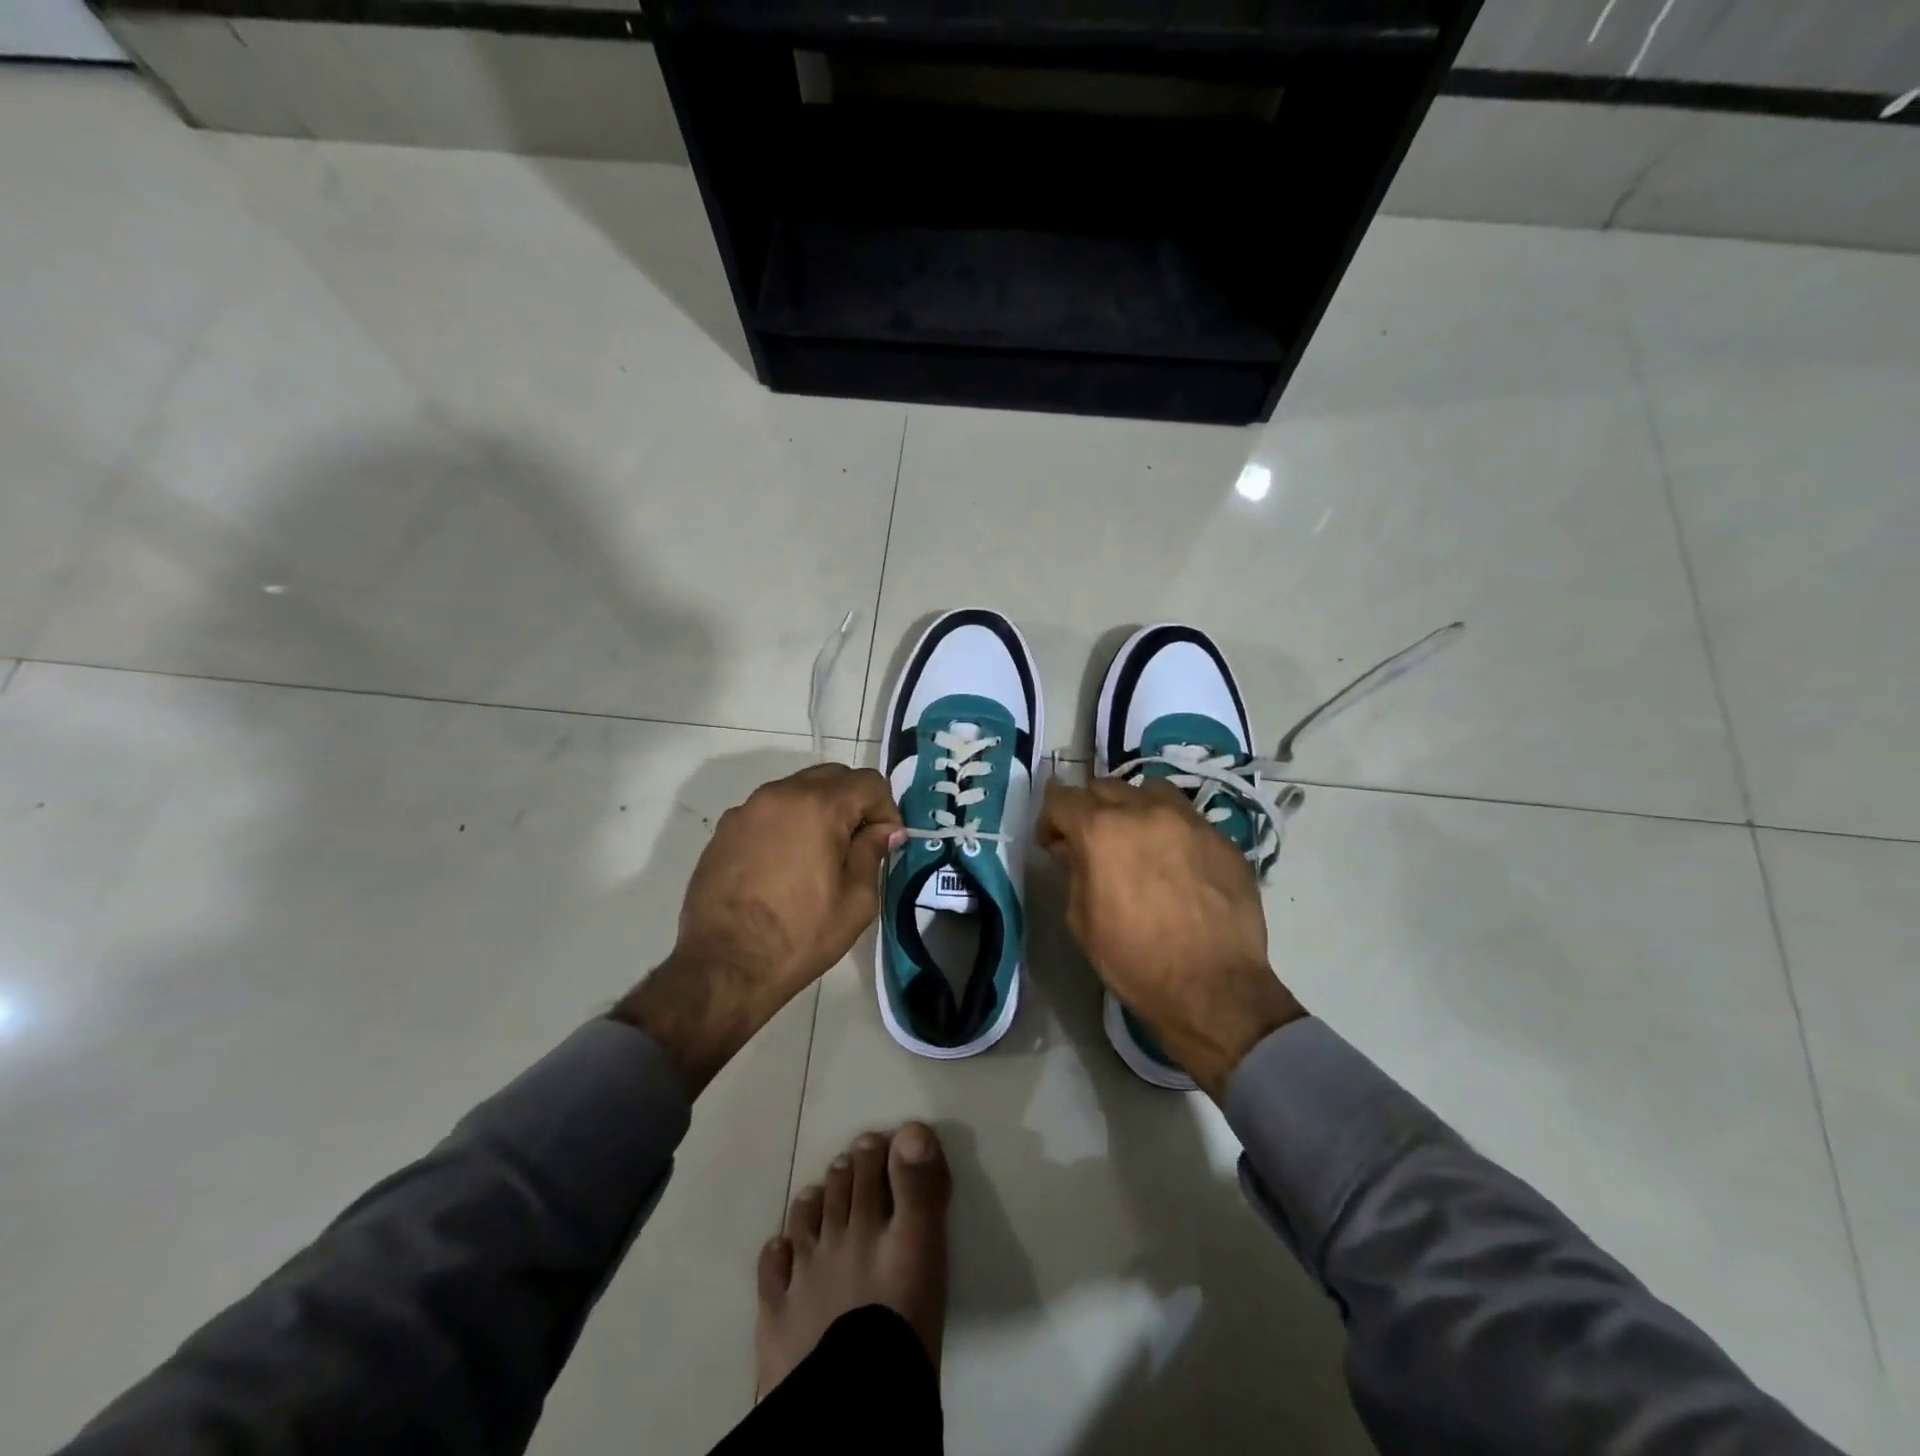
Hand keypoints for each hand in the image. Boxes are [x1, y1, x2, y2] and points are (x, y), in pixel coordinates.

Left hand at [616, 764, 903, 1093]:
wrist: (725, 966)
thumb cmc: (800, 935)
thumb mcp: (856, 900)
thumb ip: (873, 852)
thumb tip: (883, 830)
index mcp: (818, 806)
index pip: (868, 782)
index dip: (886, 809)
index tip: (886, 843)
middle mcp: (780, 794)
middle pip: (832, 777)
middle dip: (853, 803)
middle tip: (858, 845)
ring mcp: (746, 810)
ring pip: (797, 791)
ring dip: (819, 811)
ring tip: (821, 855)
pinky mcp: (724, 830)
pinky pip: (768, 812)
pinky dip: (787, 824)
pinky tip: (786, 865)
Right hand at [1037, 777, 1305, 1100]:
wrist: (1214, 988)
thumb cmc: (1135, 961)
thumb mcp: (1082, 920)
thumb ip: (1073, 871)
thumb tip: (1072, 848)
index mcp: (1102, 831)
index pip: (1062, 799)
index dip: (1051, 819)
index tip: (1053, 843)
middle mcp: (1145, 811)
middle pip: (1105, 787)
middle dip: (1090, 809)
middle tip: (1093, 842)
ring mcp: (1189, 820)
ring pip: (1150, 791)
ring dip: (1134, 807)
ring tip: (1137, 838)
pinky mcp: (1222, 838)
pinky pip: (1187, 818)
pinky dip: (1171, 829)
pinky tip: (1176, 862)